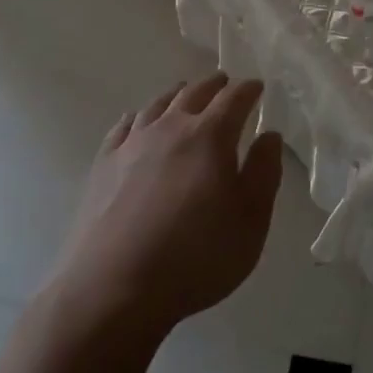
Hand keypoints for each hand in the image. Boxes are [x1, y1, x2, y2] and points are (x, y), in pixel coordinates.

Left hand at [53, 74, 283, 336]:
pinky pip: (123, 127)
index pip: (234, 99)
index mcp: (210, 136)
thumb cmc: (196, 258)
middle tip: (225, 83)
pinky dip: (138, 117)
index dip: (249, 90)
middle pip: (194, 93)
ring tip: (185, 94)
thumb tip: (269, 135)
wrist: (113, 289)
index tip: (258, 87)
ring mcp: (132, 144)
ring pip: (157, 104)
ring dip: (177, 95)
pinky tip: (137, 122)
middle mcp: (170, 128)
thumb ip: (264, 173)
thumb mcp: (251, 222)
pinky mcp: (103, 165)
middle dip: (214, 85)